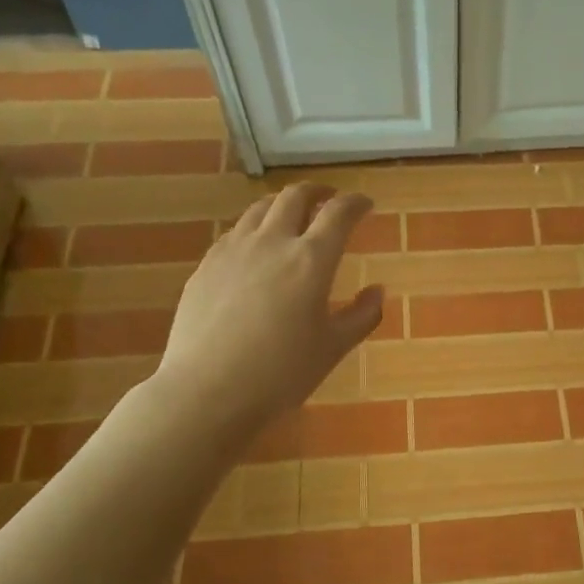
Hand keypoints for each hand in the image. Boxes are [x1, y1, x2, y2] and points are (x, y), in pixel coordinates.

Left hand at [152, 183, 383, 431]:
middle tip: (329, 199)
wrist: (208, 391)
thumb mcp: (333, 348)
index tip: (365, 204)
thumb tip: (377, 290)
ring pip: (260, 209)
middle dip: (317, 192)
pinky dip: (254, 228)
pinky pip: (234, 232)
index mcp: (311, 259)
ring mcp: (233, 250)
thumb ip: (362, 315)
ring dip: (282, 204)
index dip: (355, 203)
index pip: (339, 213)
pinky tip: (255, 248)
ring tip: (291, 215)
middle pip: (295, 197)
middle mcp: (272, 242)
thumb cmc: (282, 373)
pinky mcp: (206, 266)